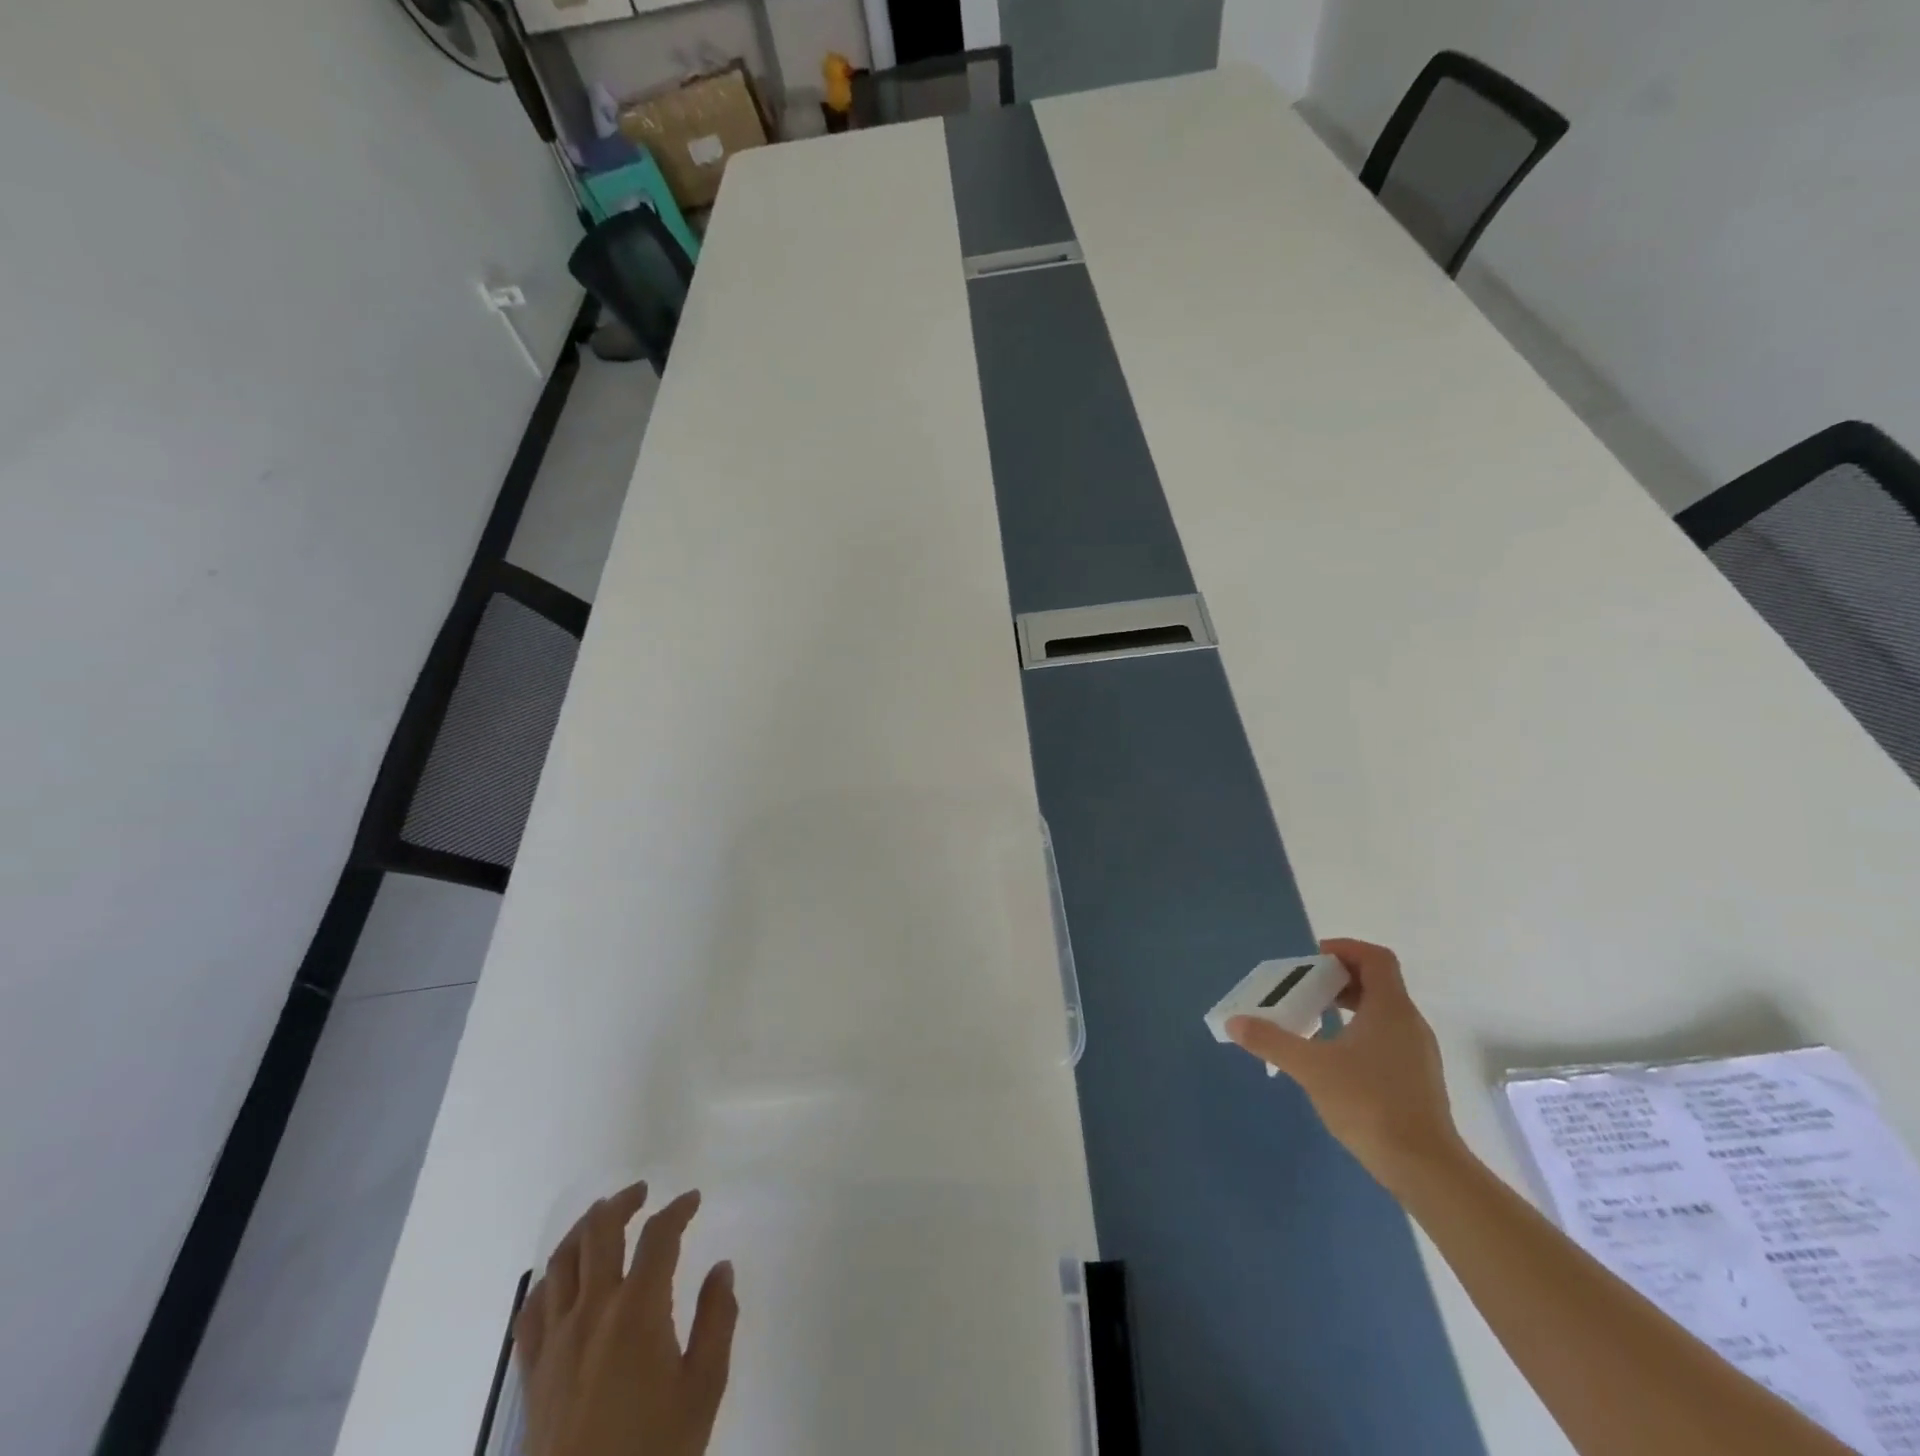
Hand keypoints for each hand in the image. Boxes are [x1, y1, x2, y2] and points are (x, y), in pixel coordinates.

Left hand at [515, 1182, 737, 1455]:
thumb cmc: (655, 1450)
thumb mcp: (703, 1388)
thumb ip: (717, 1320)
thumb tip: (722, 1267)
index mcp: (639, 1309)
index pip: (659, 1237)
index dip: (678, 1209)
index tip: (692, 1199)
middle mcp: (593, 1311)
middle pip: (601, 1233)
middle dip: (623, 1202)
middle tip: (643, 1191)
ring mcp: (556, 1340)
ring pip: (562, 1261)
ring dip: (584, 1228)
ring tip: (601, 1217)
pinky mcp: (533, 1372)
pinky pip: (532, 1309)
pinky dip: (549, 1279)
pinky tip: (561, 1277)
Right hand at [1227, 938, 1464, 1193]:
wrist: (1425, 1168)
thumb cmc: (1369, 1103)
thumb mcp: (1311, 1068)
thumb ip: (1272, 1041)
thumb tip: (1235, 1022)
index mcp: (1390, 1009)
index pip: (1376, 958)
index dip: (1346, 949)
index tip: (1315, 958)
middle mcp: (1409, 1023)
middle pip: (1378, 983)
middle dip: (1340, 979)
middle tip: (1306, 988)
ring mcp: (1418, 1053)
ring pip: (1383, 1012)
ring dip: (1349, 1006)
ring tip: (1314, 1020)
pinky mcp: (1418, 1079)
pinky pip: (1387, 1037)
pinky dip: (1359, 1032)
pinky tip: (1335, 1057)